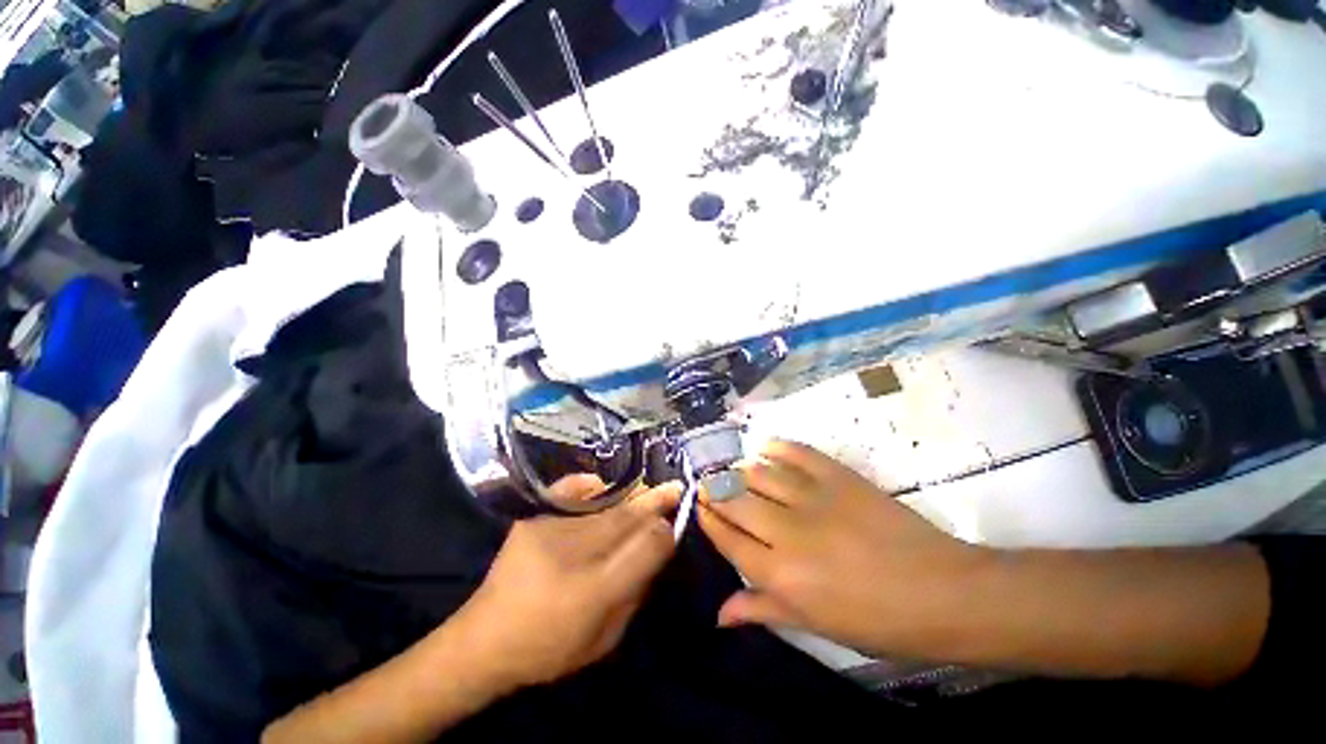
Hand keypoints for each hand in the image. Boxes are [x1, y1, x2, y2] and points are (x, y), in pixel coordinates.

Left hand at [456, 480, 681, 688]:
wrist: (483, 641)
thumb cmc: (549, 648)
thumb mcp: (604, 640)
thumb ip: (635, 595)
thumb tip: (654, 553)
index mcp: (593, 593)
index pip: (643, 550)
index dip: (663, 533)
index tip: (674, 523)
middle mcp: (573, 555)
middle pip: (625, 519)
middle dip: (654, 502)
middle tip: (675, 487)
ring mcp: (549, 531)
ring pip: (605, 505)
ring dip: (630, 496)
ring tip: (646, 489)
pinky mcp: (531, 519)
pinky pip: (569, 492)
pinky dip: (588, 485)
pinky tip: (601, 484)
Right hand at [697, 440, 988, 658]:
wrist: (943, 593)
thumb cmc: (878, 622)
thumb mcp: (815, 626)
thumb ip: (763, 611)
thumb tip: (719, 615)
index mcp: (780, 575)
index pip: (727, 539)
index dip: (708, 520)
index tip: (699, 508)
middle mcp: (786, 531)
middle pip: (734, 500)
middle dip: (714, 491)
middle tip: (709, 486)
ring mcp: (813, 497)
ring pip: (757, 473)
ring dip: (739, 470)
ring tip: (734, 471)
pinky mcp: (837, 476)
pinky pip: (796, 452)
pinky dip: (776, 446)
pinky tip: (765, 447)